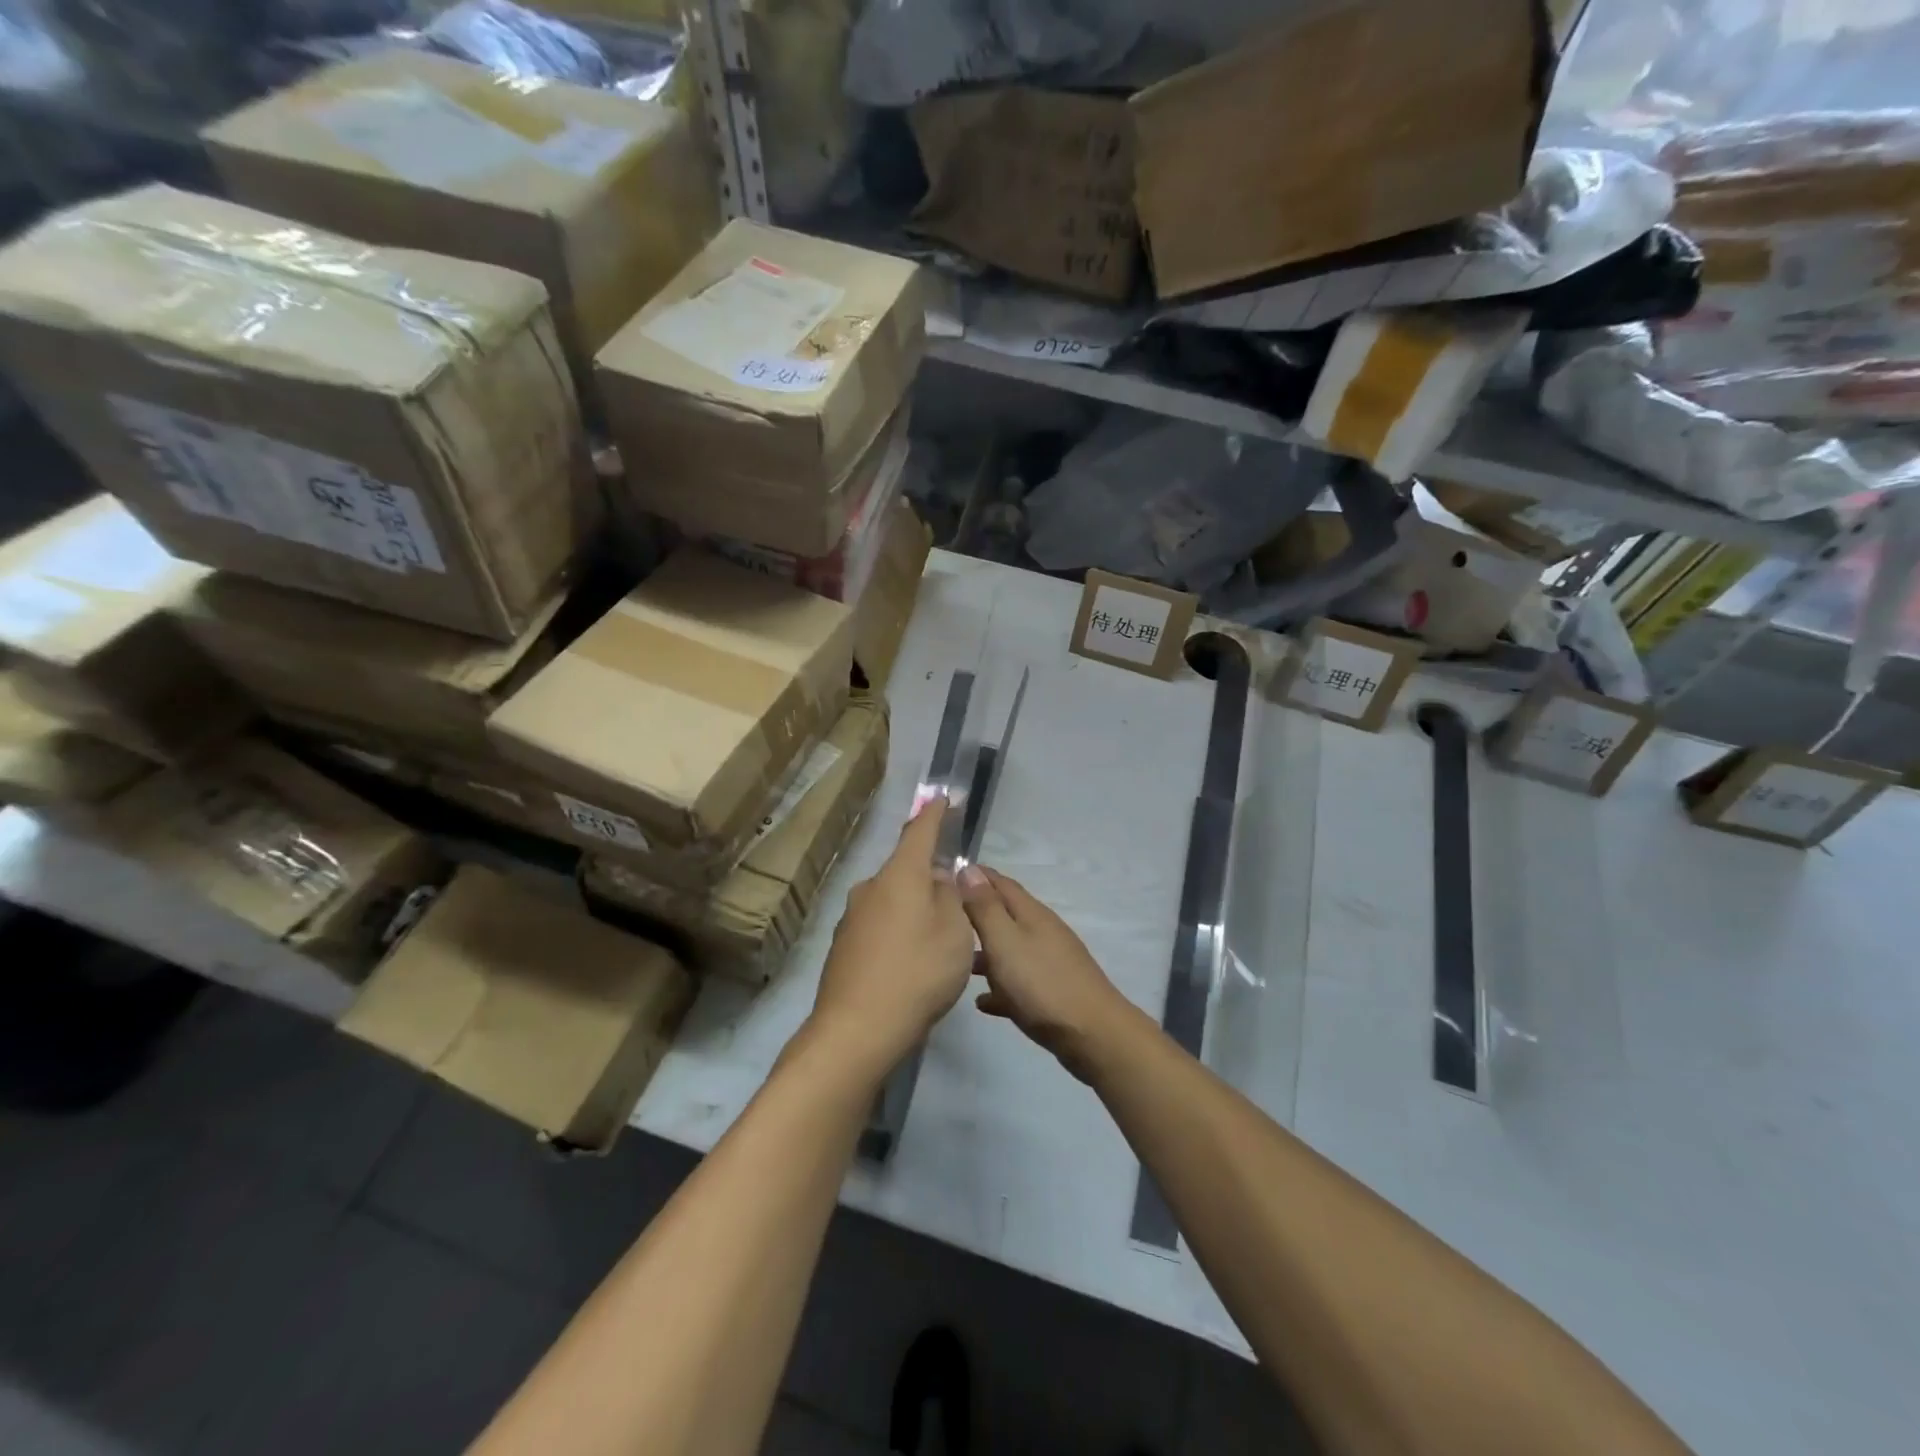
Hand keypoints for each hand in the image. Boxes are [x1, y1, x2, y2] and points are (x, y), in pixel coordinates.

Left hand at [807, 797, 975, 1077]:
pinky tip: (909, 965)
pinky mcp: (843, 946)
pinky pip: (879, 926)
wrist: (857, 1029)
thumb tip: (938, 877)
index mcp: (900, 876)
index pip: (919, 832)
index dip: (933, 814)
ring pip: (892, 901)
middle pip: (906, 870)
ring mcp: (852, 917)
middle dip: (929, 878)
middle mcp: (871, 888)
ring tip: (935, 943)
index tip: (942, 796)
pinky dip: (897, 934)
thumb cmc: (918, 973)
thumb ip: (950, 897)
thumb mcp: (954, 932)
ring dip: (913, 910)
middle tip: (954, 904)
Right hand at [957, 866, 1135, 1081]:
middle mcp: (1042, 932)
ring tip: (958, 962)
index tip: (947, 873)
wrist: (1092, 1035)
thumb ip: (985, 907)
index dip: (976, 876)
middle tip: (945, 918)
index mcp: (1031, 914)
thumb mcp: (1004, 941)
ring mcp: (1050, 962)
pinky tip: (983, 1002)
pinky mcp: (1053, 993)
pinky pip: (1019, 983)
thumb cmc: (1041, 984)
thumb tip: (968, 868)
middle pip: (1006, 915)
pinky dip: (1000, 986)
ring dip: (986, 952)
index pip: (1001, 883)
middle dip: (977, 913)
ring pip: (1011, 949)